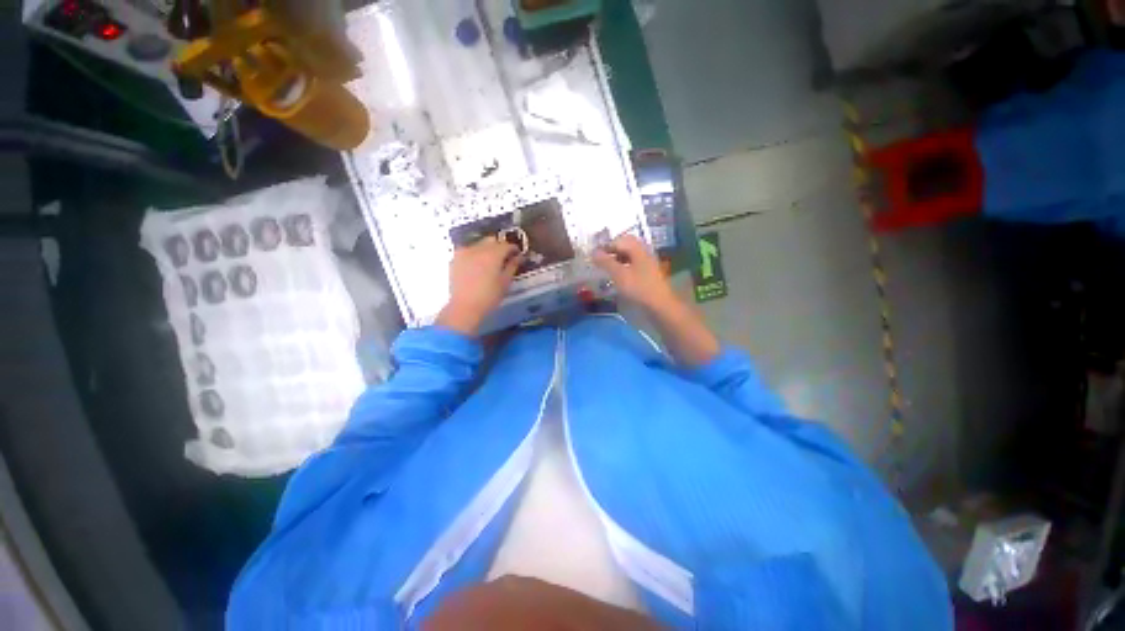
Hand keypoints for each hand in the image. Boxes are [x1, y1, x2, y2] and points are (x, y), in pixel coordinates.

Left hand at [437, 238, 522, 335]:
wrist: (464, 307)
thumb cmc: (489, 296)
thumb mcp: (505, 282)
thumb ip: (512, 266)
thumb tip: (519, 257)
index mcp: (493, 254)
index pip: (506, 245)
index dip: (514, 249)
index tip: (517, 255)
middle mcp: (478, 248)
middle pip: (492, 240)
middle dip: (500, 246)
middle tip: (505, 258)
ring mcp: (464, 252)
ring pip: (479, 244)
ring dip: (487, 249)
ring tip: (490, 262)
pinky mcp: (455, 259)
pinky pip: (468, 251)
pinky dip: (475, 254)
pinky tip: (477, 265)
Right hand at [592, 235, 676, 311]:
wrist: (660, 306)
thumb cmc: (638, 289)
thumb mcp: (619, 275)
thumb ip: (606, 262)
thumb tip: (593, 252)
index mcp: (637, 249)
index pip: (619, 240)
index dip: (605, 246)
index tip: (594, 256)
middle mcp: (644, 252)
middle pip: (626, 246)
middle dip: (612, 251)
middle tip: (600, 261)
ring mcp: (647, 263)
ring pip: (630, 255)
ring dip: (617, 259)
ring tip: (607, 269)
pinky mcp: (648, 274)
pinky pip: (633, 265)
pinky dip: (623, 267)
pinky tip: (618, 277)